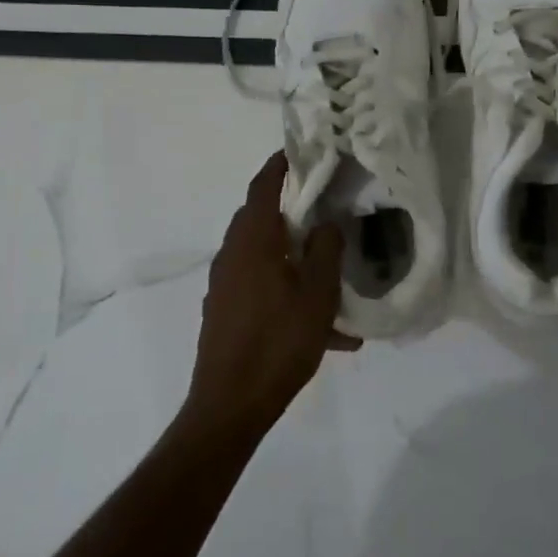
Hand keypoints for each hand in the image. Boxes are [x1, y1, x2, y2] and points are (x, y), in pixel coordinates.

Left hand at [188, 153, 358, 428]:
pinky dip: (288, 291)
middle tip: (325, 206)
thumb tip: (327, 223)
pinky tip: (324, 327)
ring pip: (264, 255)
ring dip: (295, 257)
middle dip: (292, 209)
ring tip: (333, 276)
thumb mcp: (317, 294)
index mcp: (252, 241)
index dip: (281, 164)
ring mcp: (224, 285)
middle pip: (261, 218)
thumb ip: (325, 250)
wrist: (230, 405)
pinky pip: (261, 287)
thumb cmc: (278, 342)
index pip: (263, 186)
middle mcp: (232, 255)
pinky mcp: (225, 311)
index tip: (302, 150)